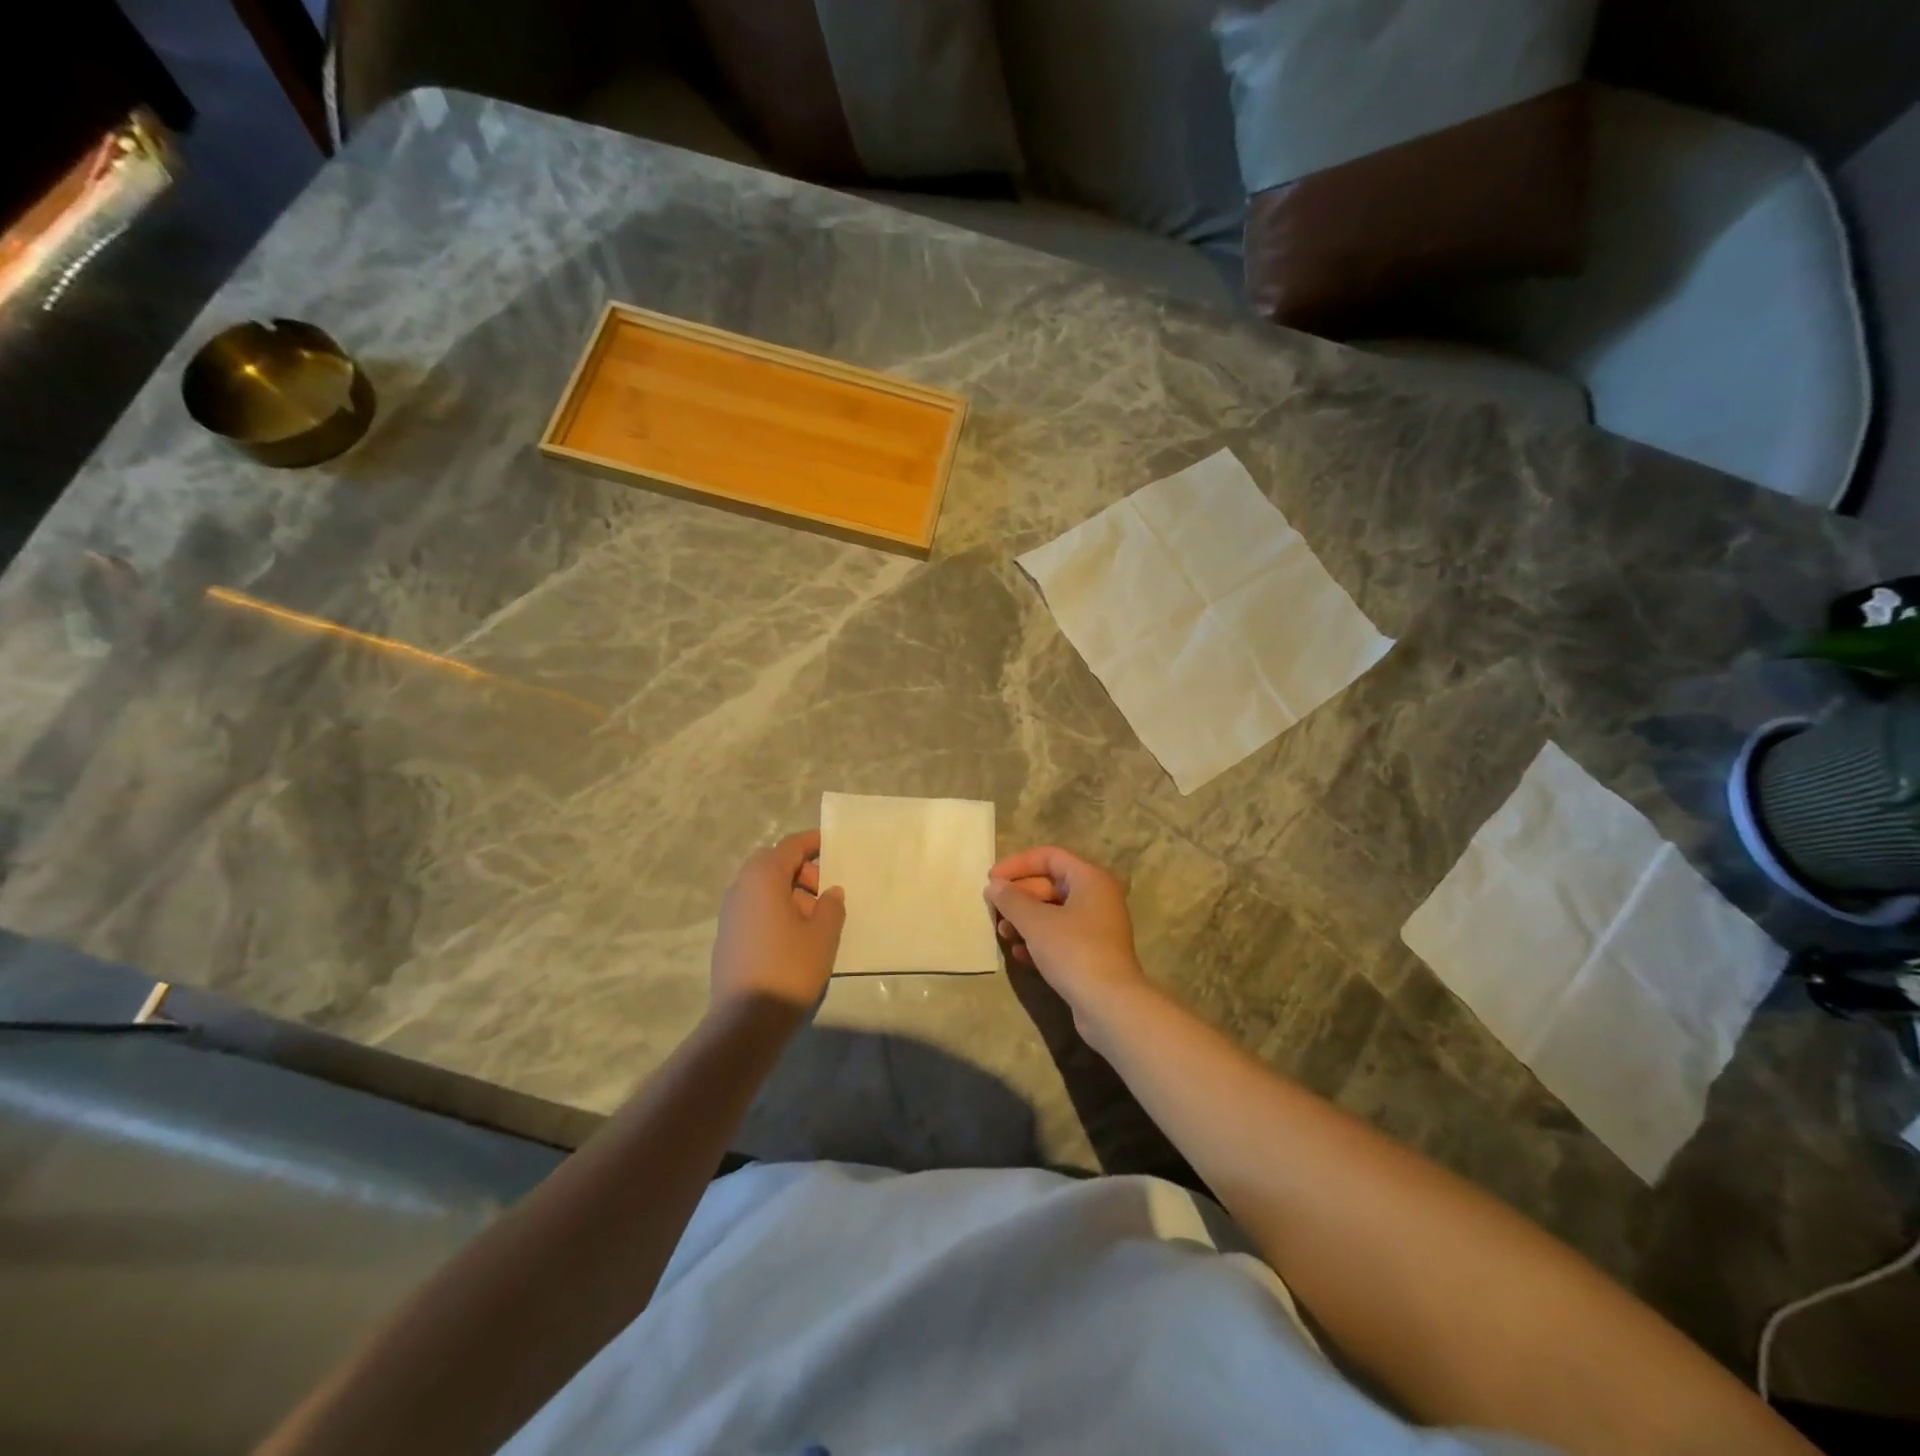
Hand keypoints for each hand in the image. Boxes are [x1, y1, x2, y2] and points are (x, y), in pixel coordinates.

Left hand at [711, 830, 845, 1012]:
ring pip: (765, 889)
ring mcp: (730, 913)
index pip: (790, 846)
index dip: (813, 842)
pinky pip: (756, 909)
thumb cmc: (790, 967)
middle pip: (775, 865)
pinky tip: (797, 938)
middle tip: (827, 892)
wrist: (746, 1020)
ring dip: (791, 894)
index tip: (834, 845)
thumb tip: (829, 893)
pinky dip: (777, 911)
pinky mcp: (728, 937)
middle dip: (803, 872)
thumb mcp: (823, 934)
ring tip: (817, 920)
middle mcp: (741, 888)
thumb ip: (831, 906)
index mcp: (763, 877)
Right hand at [985, 847, 1154, 1043]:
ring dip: (1025, 920)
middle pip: (1050, 884)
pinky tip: (1020, 955)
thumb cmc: (1074, 951)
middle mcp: (1097, 897)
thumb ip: (1011, 900)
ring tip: (1003, 934)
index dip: (1018, 864)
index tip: (992, 879)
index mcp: (1090, 879)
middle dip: (1019, 896)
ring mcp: (1096, 927)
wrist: (1110, 1005)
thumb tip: (995, 886)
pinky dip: (1039, 941)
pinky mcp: (1092, 954)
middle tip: (994, 910)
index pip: (1049, 856)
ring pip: (1053, 912)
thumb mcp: (1036, 922)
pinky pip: (1060, 937)